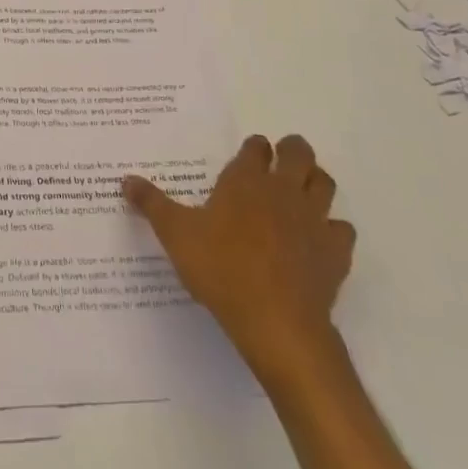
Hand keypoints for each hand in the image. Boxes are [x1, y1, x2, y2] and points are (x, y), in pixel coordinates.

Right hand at [123, 134, 354, 380]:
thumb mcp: (175, 234)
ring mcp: (314, 219)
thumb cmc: (221, 268)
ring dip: (315, 181)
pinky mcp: (335, 251)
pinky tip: (318, 240)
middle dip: (291, 151)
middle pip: (299, 153)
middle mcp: (283, 190)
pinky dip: (332, 229)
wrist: (276, 321)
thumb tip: (126, 179)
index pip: (255, 147)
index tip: (247, 155)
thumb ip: (152, 204)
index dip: (253, 149)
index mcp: (245, 180)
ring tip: (301, 191)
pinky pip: (341, 229)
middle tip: (280, 161)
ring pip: (325, 184)